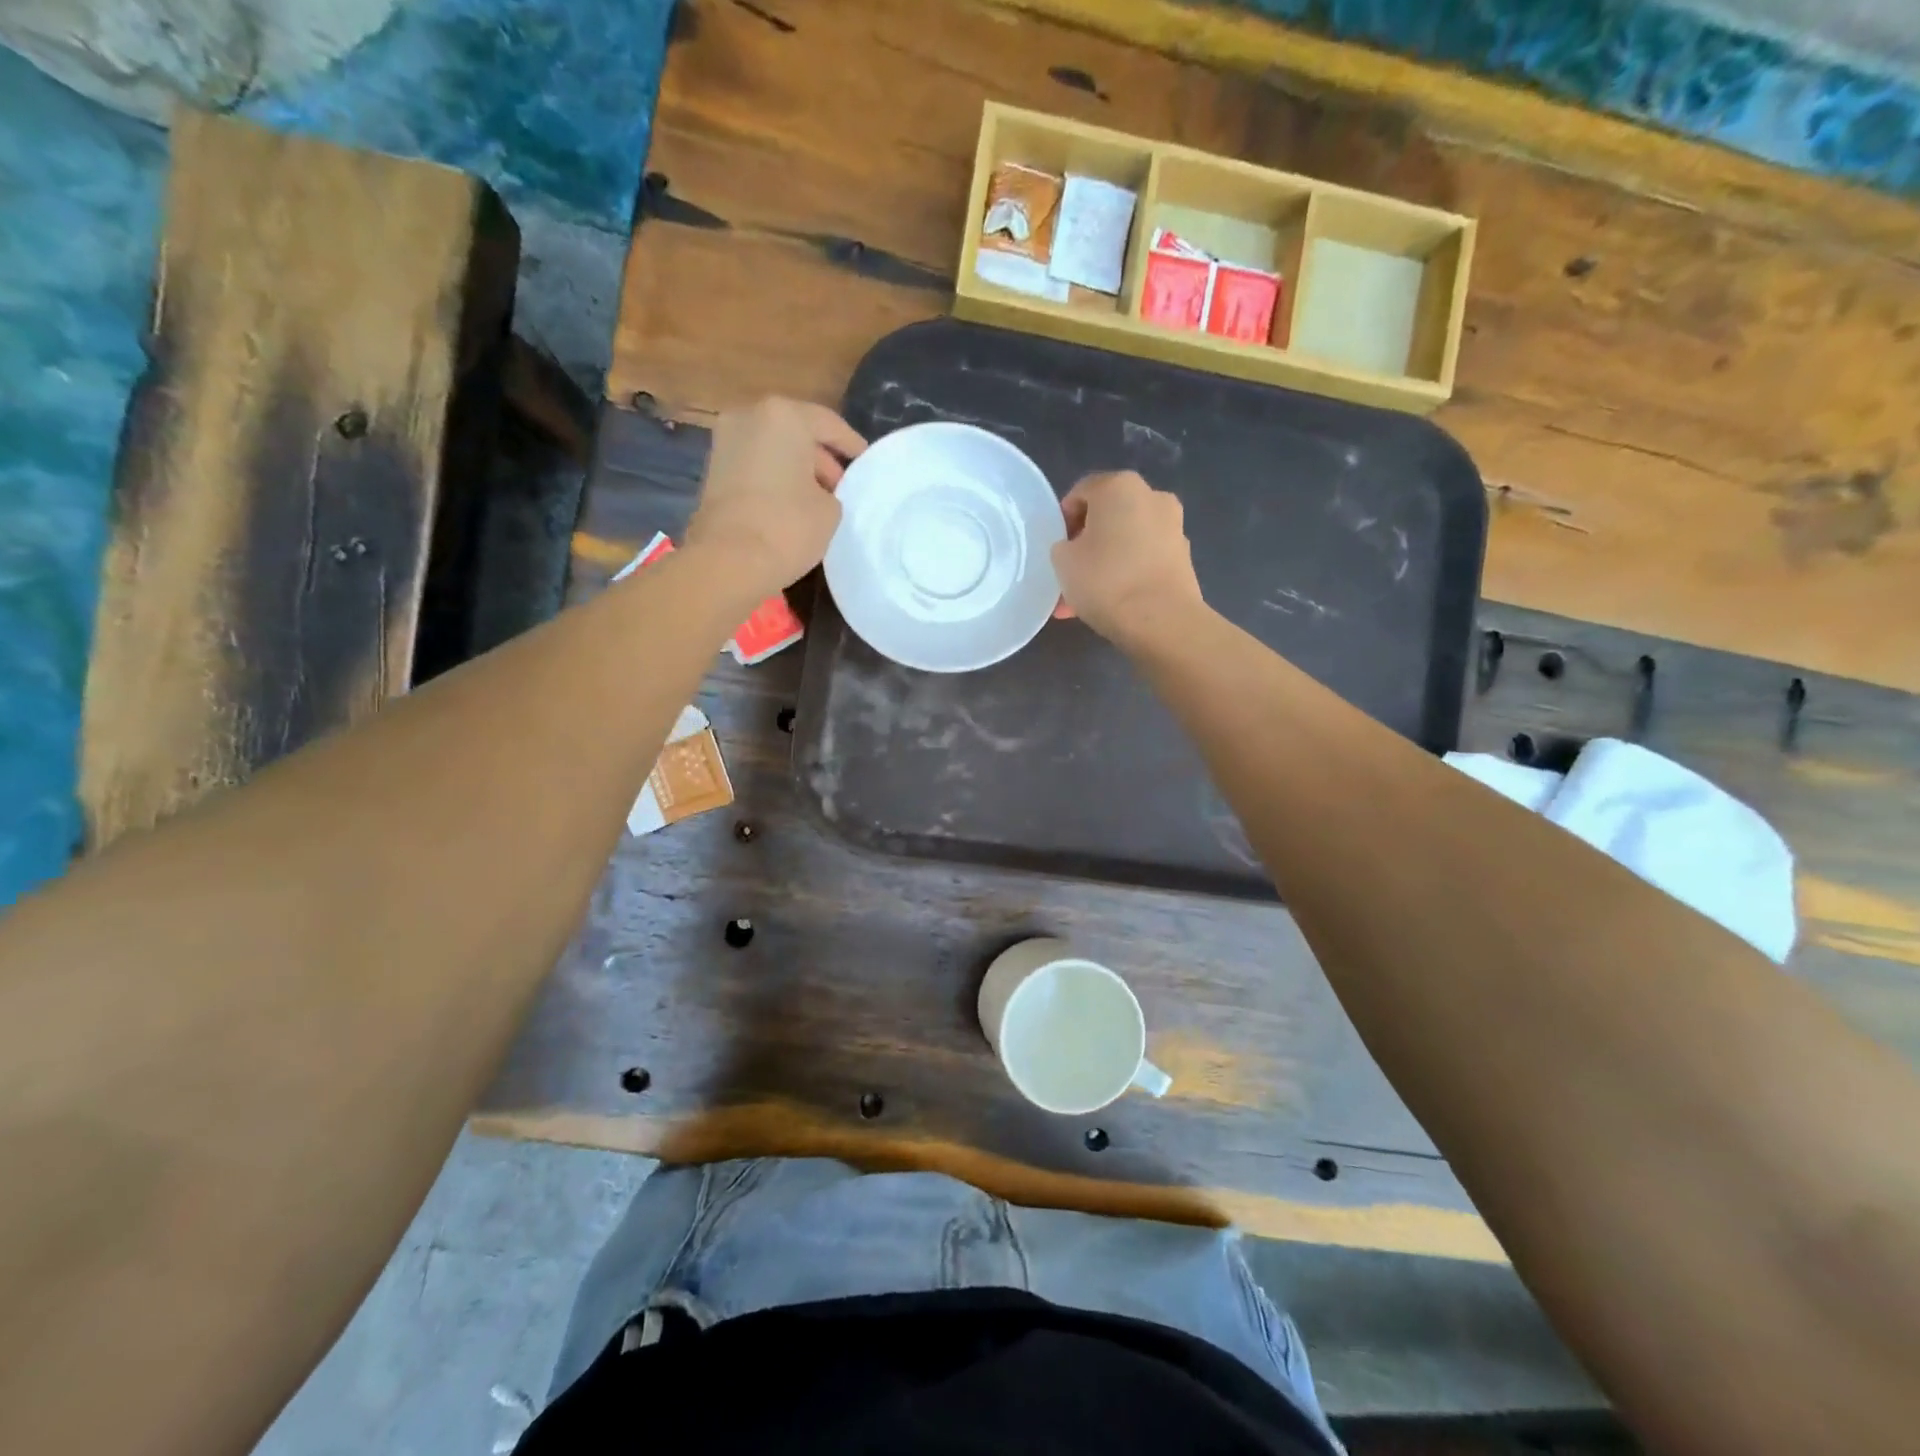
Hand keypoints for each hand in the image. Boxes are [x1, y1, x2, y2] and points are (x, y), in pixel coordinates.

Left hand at [685, 397, 866, 591]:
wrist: (728, 560)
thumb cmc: (788, 526)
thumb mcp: (831, 510)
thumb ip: (832, 491)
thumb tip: (821, 492)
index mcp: (784, 416)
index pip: (829, 424)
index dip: (852, 445)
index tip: (867, 463)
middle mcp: (750, 416)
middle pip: (797, 432)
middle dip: (822, 458)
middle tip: (843, 486)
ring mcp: (726, 441)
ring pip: (774, 448)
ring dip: (797, 469)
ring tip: (820, 499)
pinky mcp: (714, 469)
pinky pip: (756, 465)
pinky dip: (776, 478)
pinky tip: (793, 504)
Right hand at [1051, 471, 1203, 643]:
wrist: (1161, 620)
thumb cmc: (1105, 580)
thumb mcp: (1062, 561)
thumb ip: (1063, 546)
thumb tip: (1075, 548)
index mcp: (1119, 486)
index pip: (1081, 492)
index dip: (1063, 519)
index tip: (1056, 548)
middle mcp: (1152, 496)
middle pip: (1108, 516)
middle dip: (1086, 544)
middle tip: (1069, 574)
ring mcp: (1173, 527)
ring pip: (1126, 541)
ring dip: (1105, 563)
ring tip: (1084, 599)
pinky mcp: (1183, 558)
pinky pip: (1144, 560)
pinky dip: (1127, 574)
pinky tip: (1110, 603)